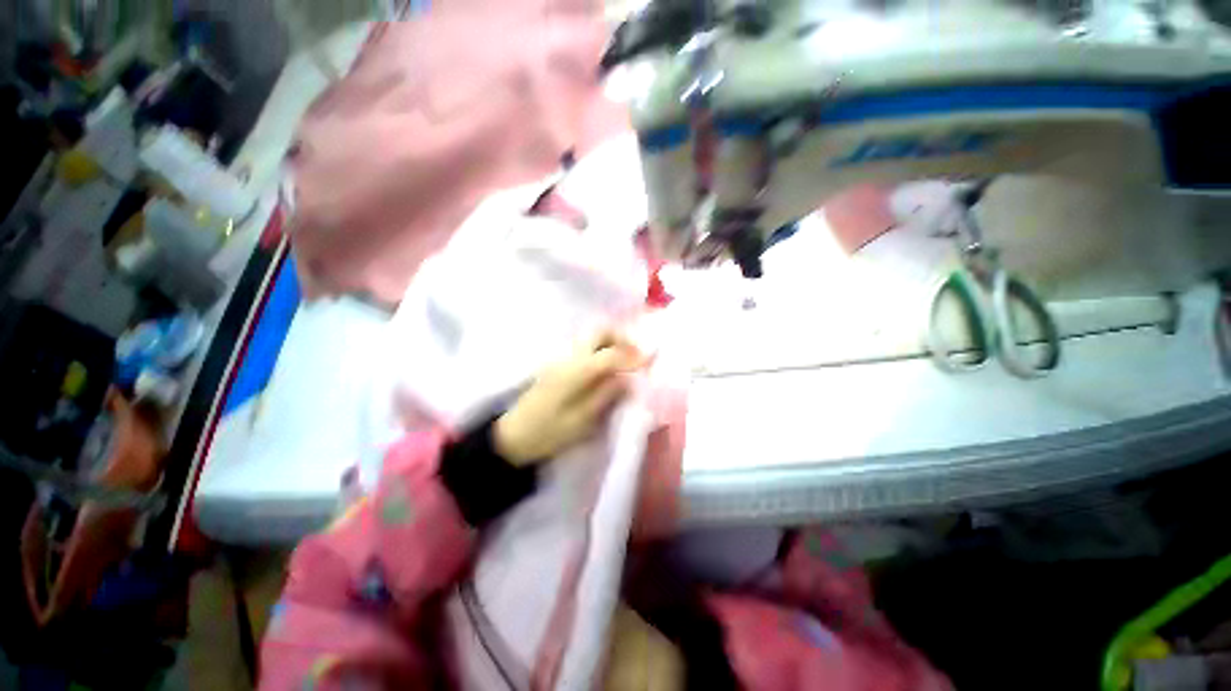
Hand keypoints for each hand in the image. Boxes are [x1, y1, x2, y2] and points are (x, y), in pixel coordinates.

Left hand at [494, 331, 646, 465]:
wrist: (512, 436)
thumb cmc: (547, 433)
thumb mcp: (581, 421)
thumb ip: (606, 395)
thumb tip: (628, 379)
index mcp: (576, 371)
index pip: (611, 354)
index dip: (633, 355)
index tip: (651, 360)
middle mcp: (569, 357)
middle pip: (600, 331)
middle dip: (622, 338)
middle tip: (637, 355)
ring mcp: (562, 358)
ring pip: (592, 336)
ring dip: (613, 342)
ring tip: (626, 361)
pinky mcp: (559, 364)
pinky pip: (585, 347)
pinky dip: (602, 349)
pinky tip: (608, 367)